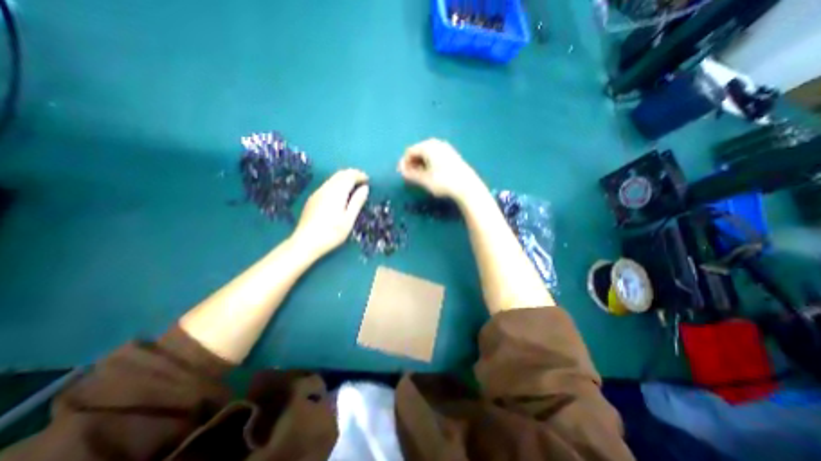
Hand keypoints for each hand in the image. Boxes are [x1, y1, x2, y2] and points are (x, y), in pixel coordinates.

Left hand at [287, 167, 364, 257]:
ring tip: (354, 187)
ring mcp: (317, 193)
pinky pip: (328, 185)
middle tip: (362, 181)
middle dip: (352, 174)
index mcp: (336, 192)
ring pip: (333, 178)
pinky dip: (337, 184)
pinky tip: (340, 194)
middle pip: (340, 174)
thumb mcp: (349, 219)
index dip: (360, 175)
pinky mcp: (313, 199)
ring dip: (344, 178)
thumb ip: (357, 202)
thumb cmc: (331, 233)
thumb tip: (365, 188)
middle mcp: (326, 188)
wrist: (305, 242)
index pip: (349, 176)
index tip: (368, 180)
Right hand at [399, 137, 485, 201]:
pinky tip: (431, 173)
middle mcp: (436, 143)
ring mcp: (445, 147)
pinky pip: (435, 155)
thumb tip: (401, 170)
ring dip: (420, 163)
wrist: (467, 186)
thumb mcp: (424, 180)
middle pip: (418, 150)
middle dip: (412, 162)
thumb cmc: (443, 182)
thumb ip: (410, 174)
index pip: (409, 151)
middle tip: (410, 176)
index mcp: (428, 146)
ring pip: (427, 153)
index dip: (404, 163)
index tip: (403, 174)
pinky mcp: (452, 154)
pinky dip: (429, 162)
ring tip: (420, 176)